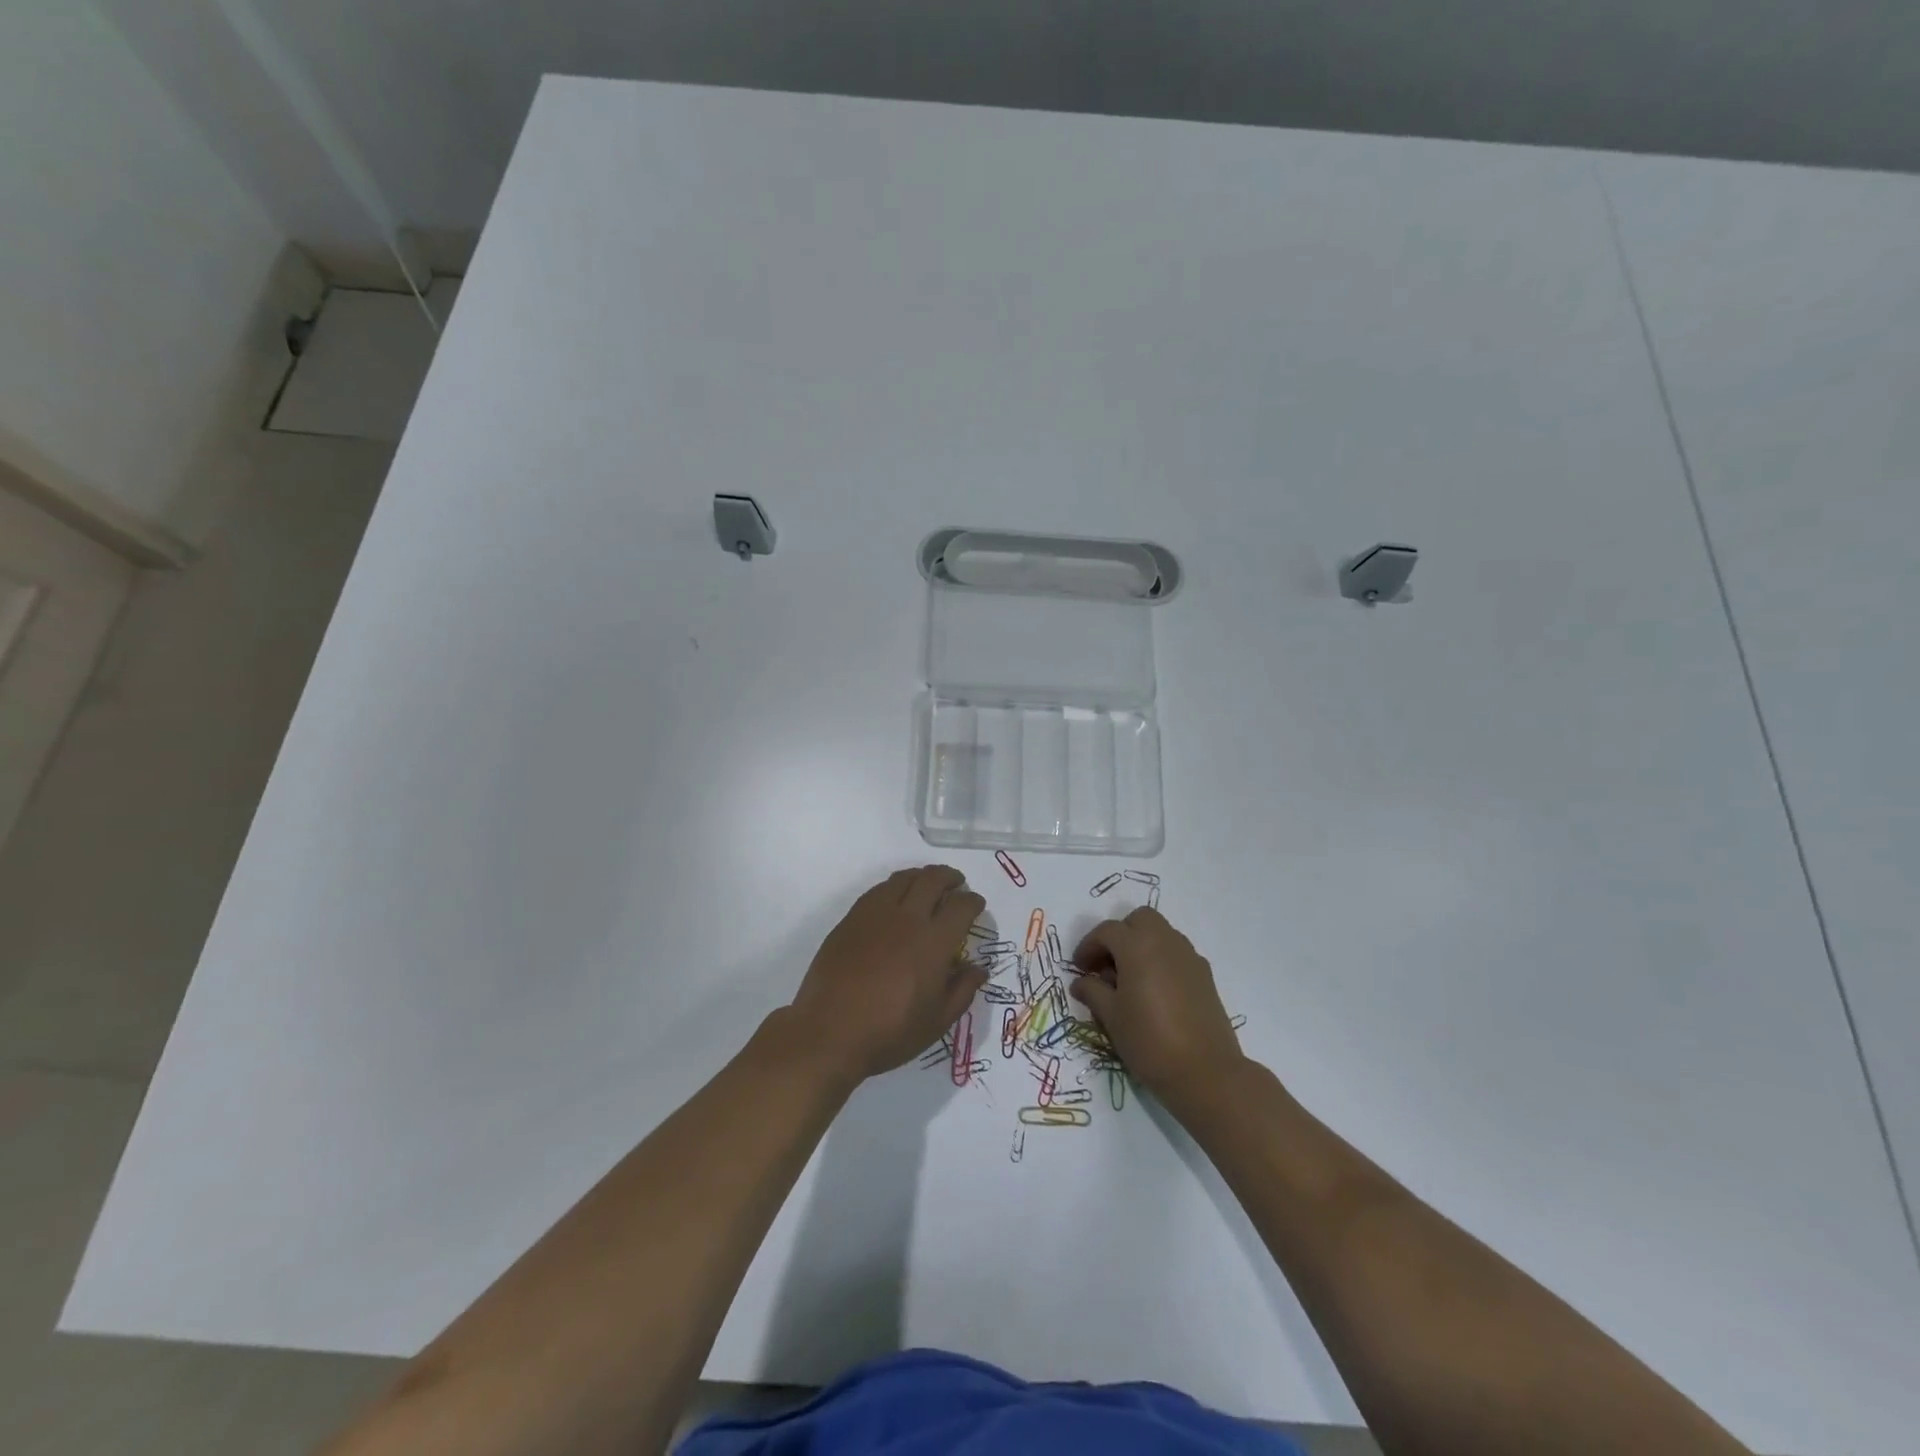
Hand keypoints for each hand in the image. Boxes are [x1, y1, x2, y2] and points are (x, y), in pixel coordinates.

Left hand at [787, 866, 987, 1082]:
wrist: (829, 1032)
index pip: (961, 906)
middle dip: (950, 877)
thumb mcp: (936, 1022)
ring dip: (922, 876)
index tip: (976, 904)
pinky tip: (895, 897)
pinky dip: (894, 886)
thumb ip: (962, 991)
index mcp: (933, 943)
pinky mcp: (851, 919)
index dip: (973, 901)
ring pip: (903, 878)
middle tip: (956, 883)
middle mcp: (907, 919)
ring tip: (927, 884)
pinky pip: (878, 890)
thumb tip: (978, 968)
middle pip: (933, 880)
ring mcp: (875, 915)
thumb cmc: (889, 1033)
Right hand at [1070, 907, 1244, 1105]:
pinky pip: (1177, 953)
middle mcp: (1166, 942)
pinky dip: (1161, 960)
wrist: (1206, 1073)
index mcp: (1138, 946)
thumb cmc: (1149, 1041)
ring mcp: (1189, 957)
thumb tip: (1081, 982)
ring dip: (1142, 945)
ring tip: (1130, 980)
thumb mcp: (1111, 1018)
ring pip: (1161, 933)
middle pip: (1139, 920)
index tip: (1080, 969)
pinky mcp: (1205, 975)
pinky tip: (1155, 992)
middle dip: (1120, 935)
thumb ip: (1093, 992)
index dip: (1088, 946)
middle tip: (1107, 965)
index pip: (1107, 931)